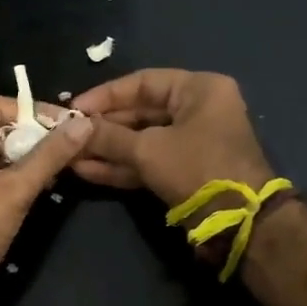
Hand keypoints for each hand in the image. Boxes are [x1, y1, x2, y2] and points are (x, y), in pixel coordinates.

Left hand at [0, 96, 92, 305]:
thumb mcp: (15, 190)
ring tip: (61, 165)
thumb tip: (84, 125)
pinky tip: (41, 183)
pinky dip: (11, 175)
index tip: (70, 123)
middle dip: (31, 137)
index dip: (35, 113)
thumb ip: (49, 155)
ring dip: (25, 158)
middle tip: (69, 145)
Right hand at [70, 69, 274, 207]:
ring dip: (106, 149)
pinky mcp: (184, 172)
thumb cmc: (197, 168)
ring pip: (141, 141)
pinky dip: (120, 167)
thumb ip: (108, 137)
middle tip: (67, 134)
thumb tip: (73, 128)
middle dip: (102, 126)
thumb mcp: (148, 149)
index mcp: (199, 90)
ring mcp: (192, 144)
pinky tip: (86, 171)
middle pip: (140, 112)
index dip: (105, 95)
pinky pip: (148, 162)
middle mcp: (198, 111)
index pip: (143, 82)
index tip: (73, 108)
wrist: (239, 222)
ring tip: (69, 155)